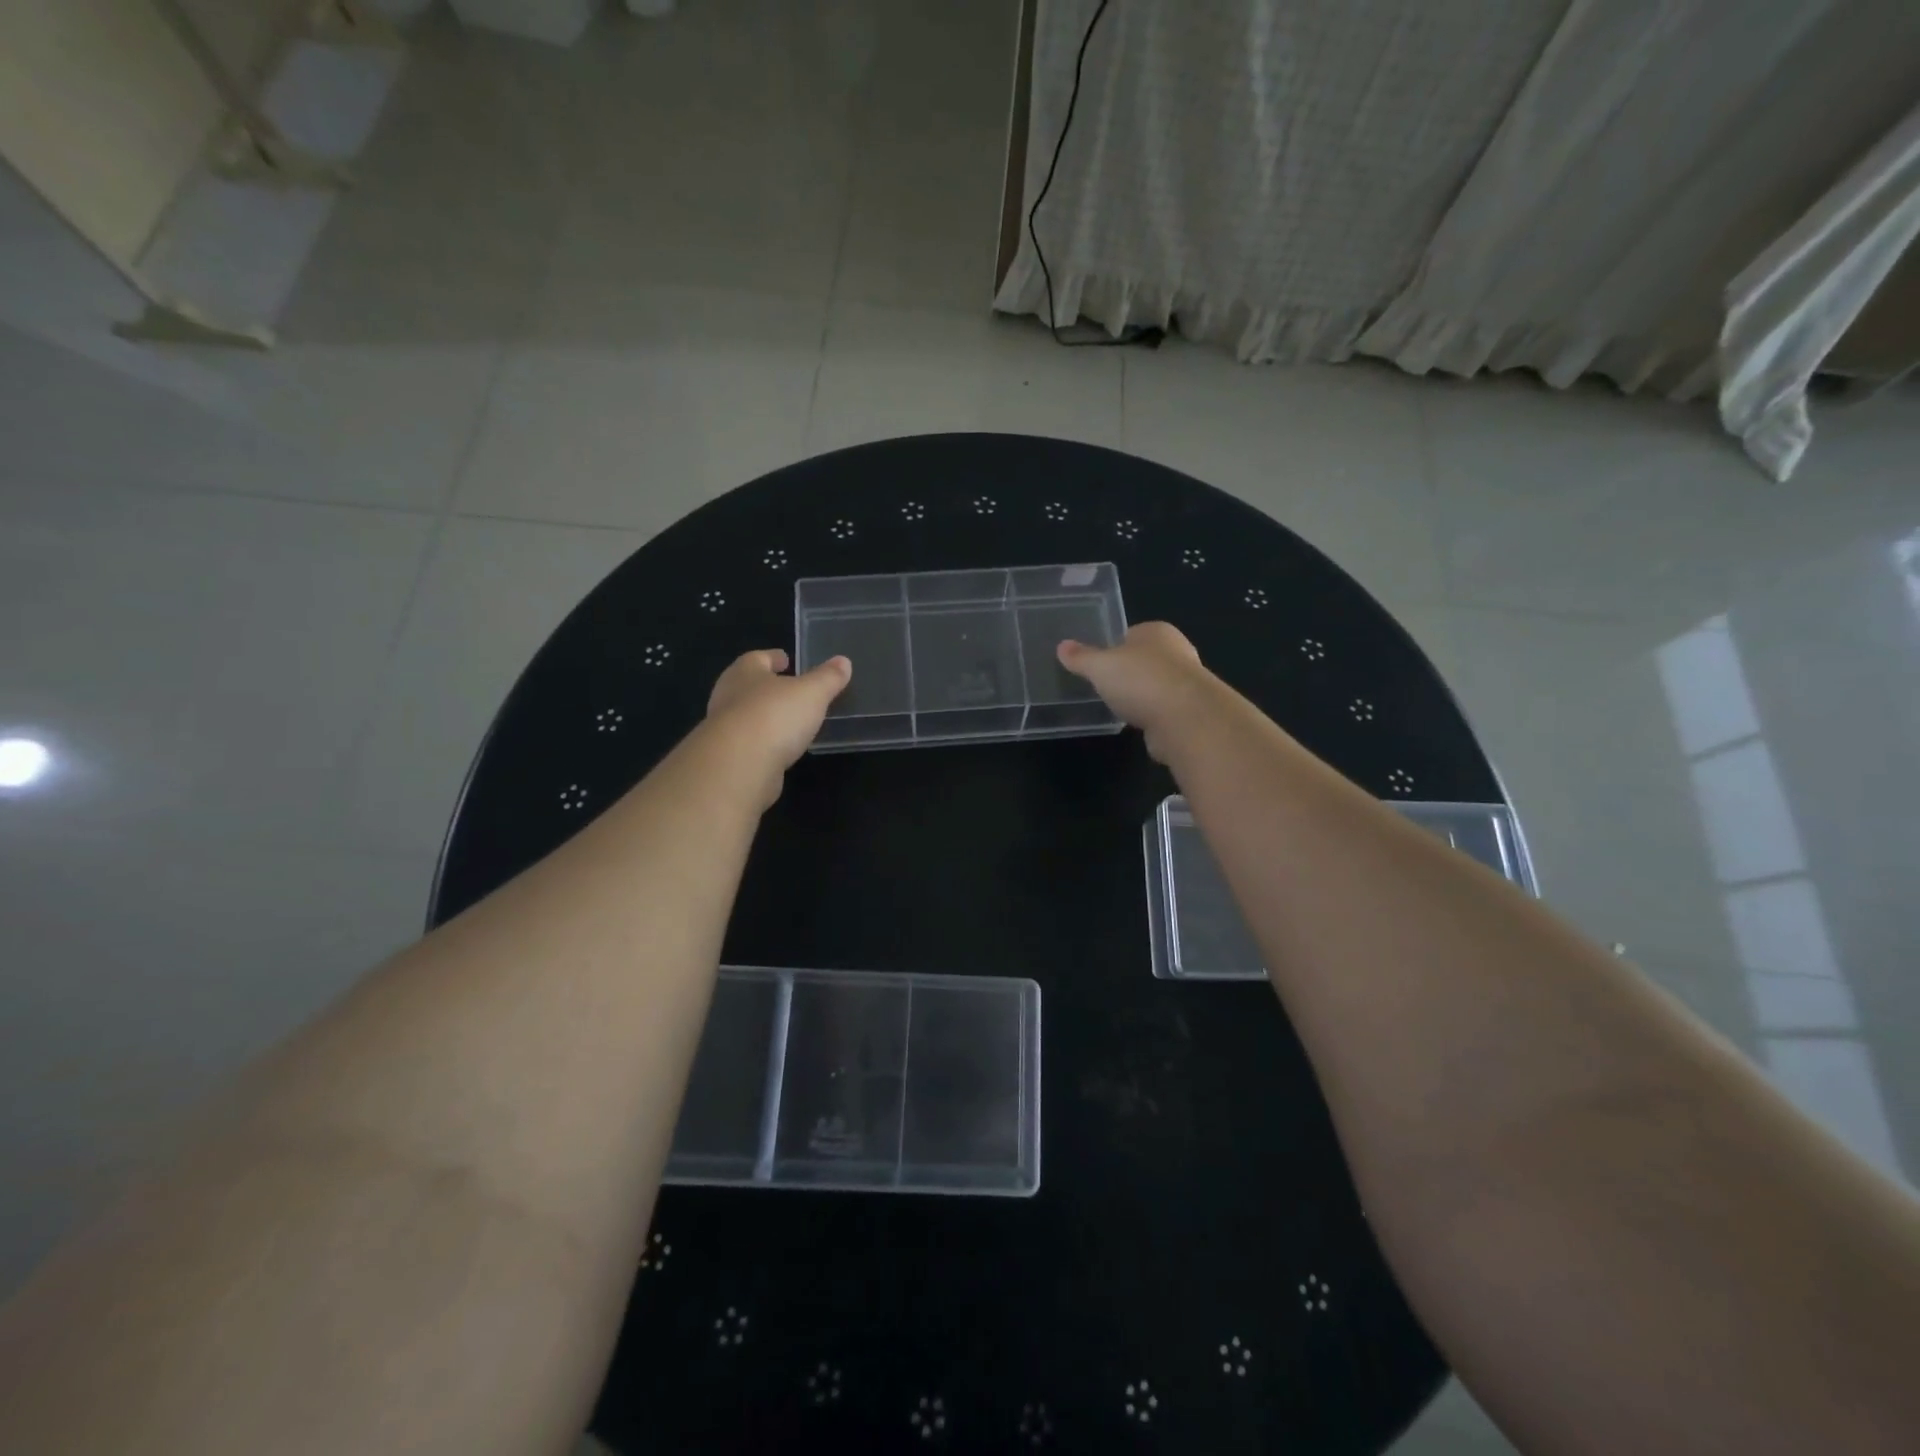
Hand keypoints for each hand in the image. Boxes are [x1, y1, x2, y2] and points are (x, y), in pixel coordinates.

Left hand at [705, 649, 850, 803]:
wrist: (738, 766)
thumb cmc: (774, 716)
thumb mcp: (812, 693)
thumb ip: (828, 678)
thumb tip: (843, 661)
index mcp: (744, 673)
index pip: (757, 658)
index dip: (773, 657)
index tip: (786, 659)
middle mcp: (728, 697)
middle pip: (747, 686)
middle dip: (766, 686)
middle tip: (788, 689)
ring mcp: (724, 730)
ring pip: (746, 716)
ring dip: (764, 716)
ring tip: (788, 720)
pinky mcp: (728, 758)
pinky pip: (749, 744)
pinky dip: (763, 743)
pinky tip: (779, 748)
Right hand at [1057, 622, 1209, 761]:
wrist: (1186, 719)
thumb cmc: (1140, 680)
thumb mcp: (1100, 666)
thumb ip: (1081, 658)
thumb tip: (1061, 646)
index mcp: (1156, 631)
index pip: (1131, 634)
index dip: (1113, 647)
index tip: (1097, 663)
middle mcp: (1176, 652)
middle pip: (1145, 659)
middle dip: (1128, 672)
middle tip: (1104, 685)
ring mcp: (1186, 683)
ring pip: (1155, 685)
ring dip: (1141, 696)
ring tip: (1118, 707)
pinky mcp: (1190, 712)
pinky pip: (1163, 710)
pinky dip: (1151, 716)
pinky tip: (1137, 724)